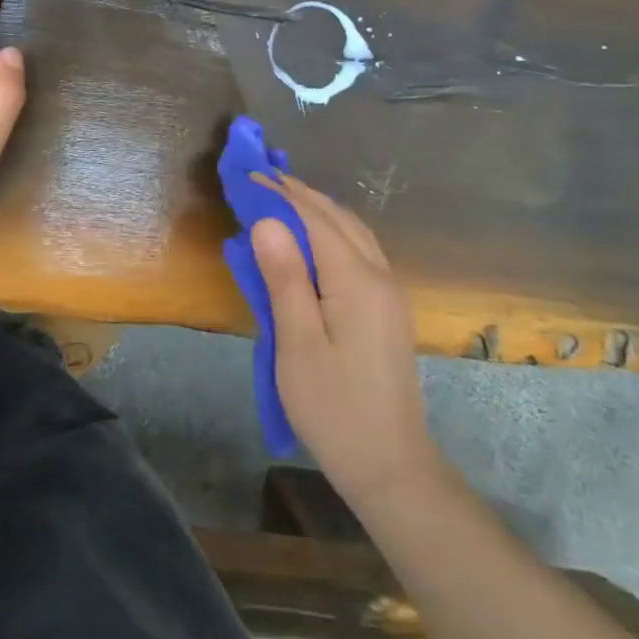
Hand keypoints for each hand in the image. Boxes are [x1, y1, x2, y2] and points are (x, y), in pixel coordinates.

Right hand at [253, 176, 439, 501]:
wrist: (390, 464)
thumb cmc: (334, 407)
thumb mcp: (297, 344)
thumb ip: (284, 278)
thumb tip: (267, 221)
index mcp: (357, 280)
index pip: (315, 218)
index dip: (281, 193)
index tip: (248, 174)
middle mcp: (380, 275)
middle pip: (337, 217)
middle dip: (299, 193)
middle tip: (260, 177)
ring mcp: (389, 292)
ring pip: (352, 231)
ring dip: (317, 209)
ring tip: (281, 199)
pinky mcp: (388, 308)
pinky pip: (358, 250)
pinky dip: (331, 231)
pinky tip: (313, 239)